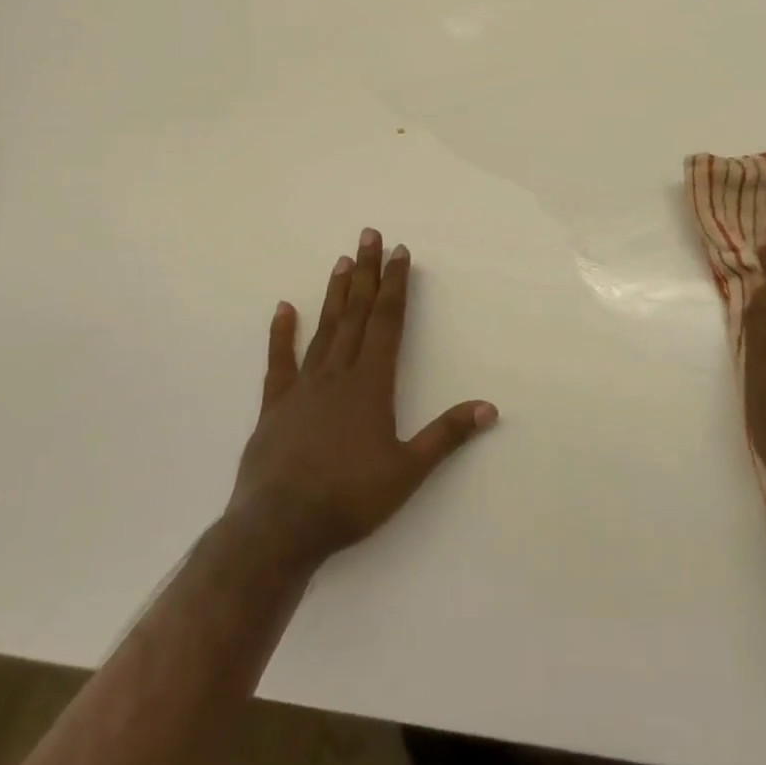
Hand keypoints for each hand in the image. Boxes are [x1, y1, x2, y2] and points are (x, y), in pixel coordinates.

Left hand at [228, 230, 497, 571]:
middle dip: (367, 273)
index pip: (388, 321)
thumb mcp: (408, 470)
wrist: (279, 529)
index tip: (400, 252)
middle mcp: (338, 374)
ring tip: (343, 261)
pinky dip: (282, 334)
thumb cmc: (349, 498)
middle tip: (370, 235)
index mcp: (372, 383)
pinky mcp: (275, 406)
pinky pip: (279, 362)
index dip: (396, 285)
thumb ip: (447, 435)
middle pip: (357, 313)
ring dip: (336, 294)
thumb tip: (490, 407)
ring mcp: (303, 387)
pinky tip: (284, 308)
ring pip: (324, 329)